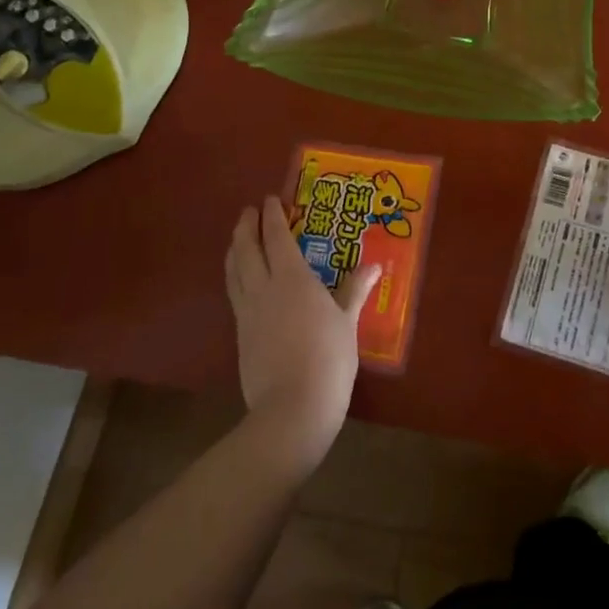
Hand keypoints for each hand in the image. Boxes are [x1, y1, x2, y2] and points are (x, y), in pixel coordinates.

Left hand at [225, 195, 378, 467]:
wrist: (292, 409)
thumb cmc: (328, 359)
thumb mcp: (347, 322)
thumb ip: (355, 290)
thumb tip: (374, 265)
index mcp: (292, 278)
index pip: (277, 237)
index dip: (272, 216)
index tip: (270, 199)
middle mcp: (264, 288)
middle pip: (247, 249)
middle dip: (246, 227)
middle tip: (249, 212)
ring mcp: (248, 312)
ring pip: (234, 271)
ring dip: (235, 249)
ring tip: (238, 239)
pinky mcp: (241, 335)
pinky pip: (235, 294)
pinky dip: (235, 277)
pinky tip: (242, 281)